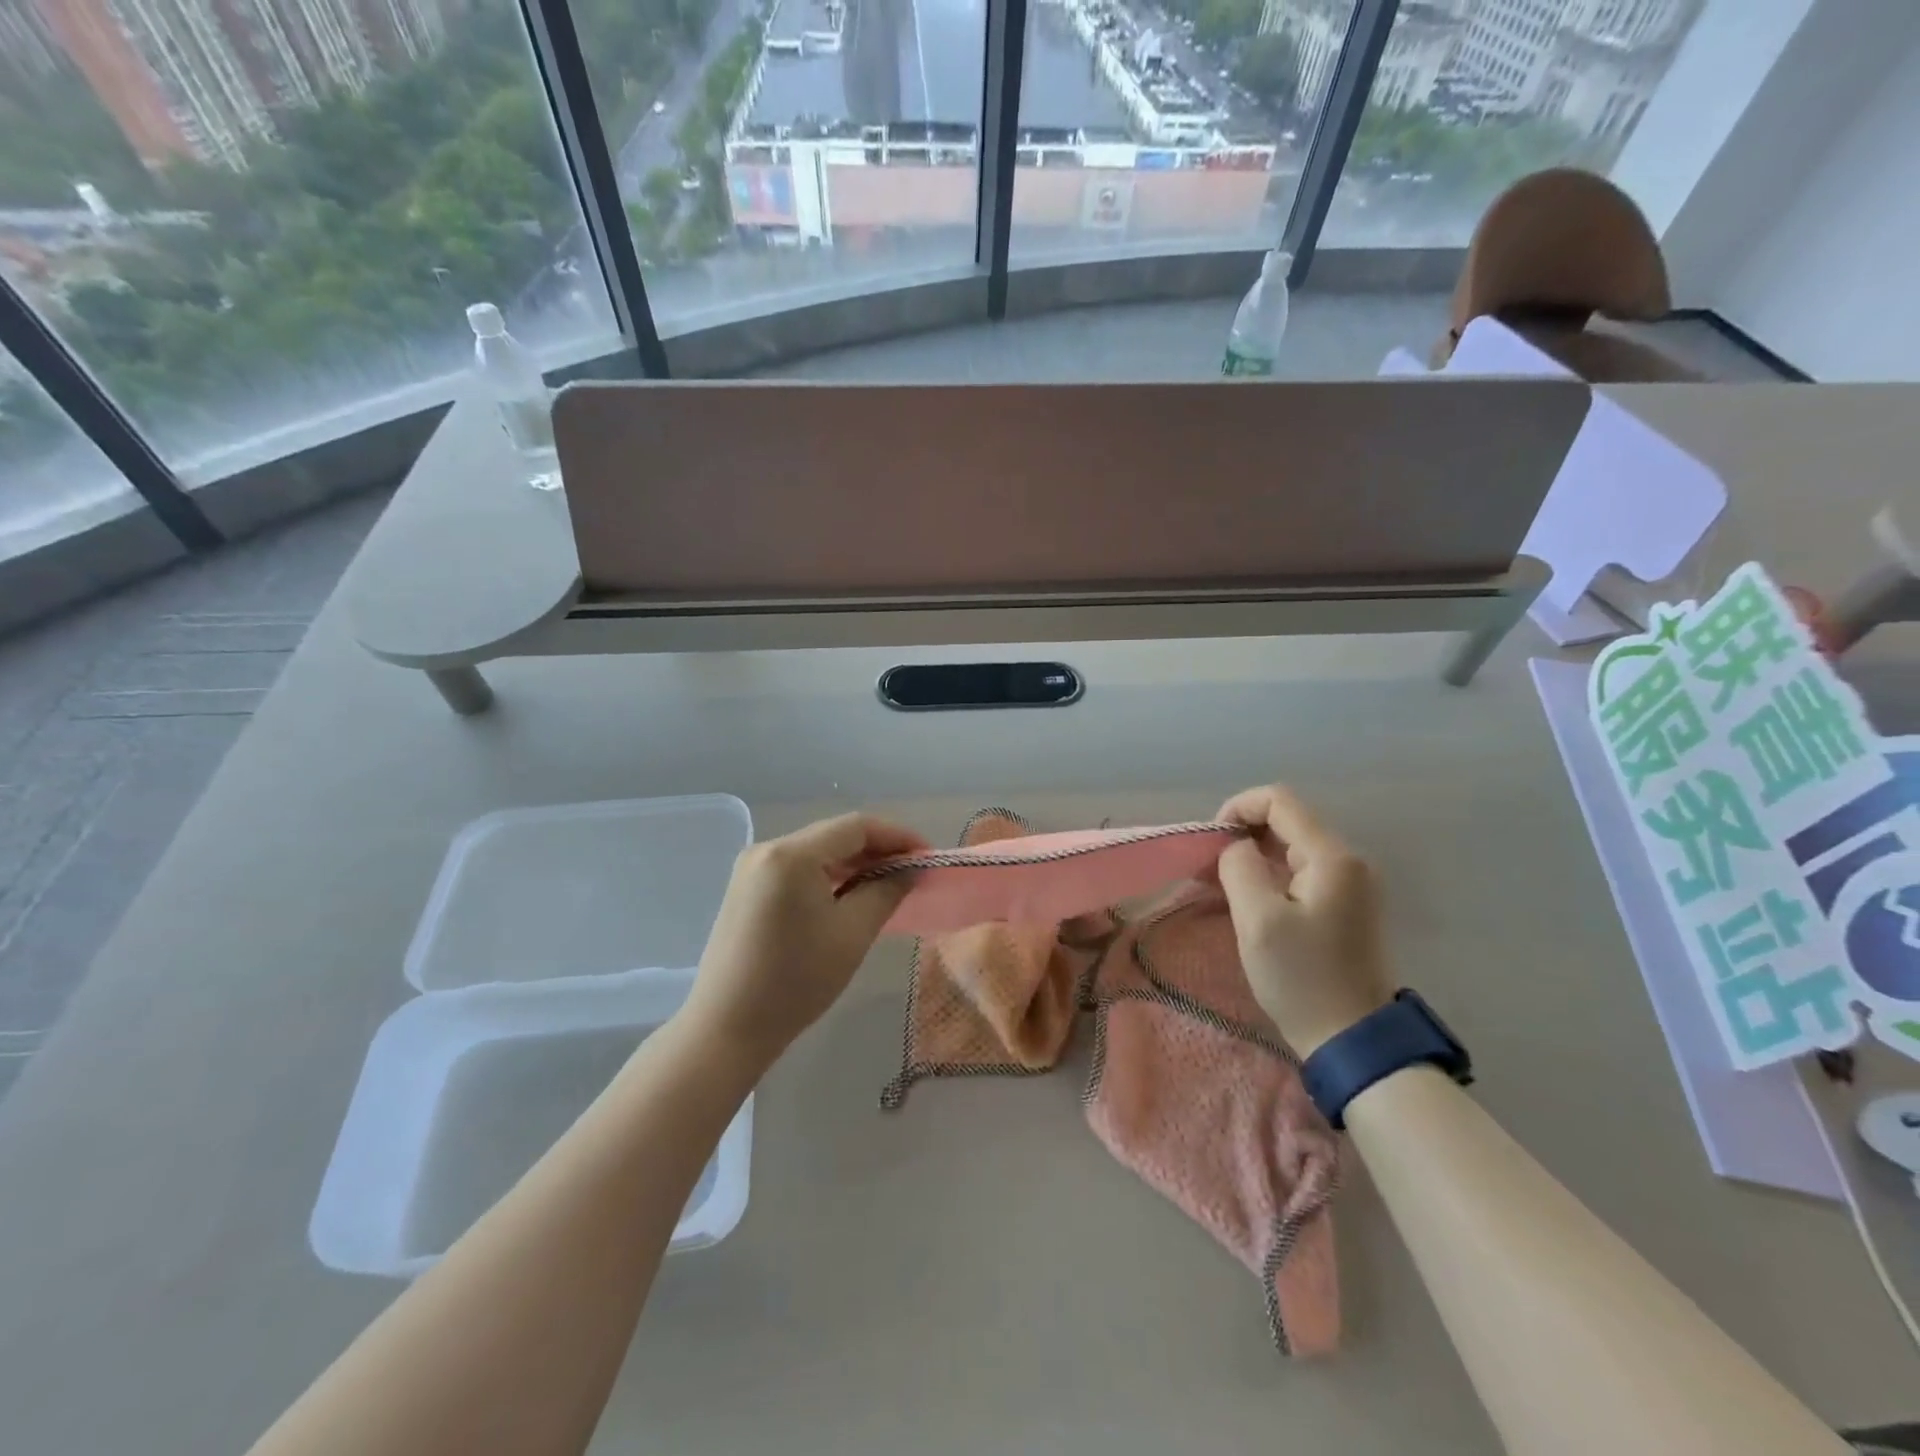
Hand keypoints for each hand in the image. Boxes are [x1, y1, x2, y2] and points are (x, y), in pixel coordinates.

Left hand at [683, 813, 928, 1064]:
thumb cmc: (796, 981)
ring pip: (817, 851)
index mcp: (791, 854)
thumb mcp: (852, 933)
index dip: (898, 836)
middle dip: (877, 850)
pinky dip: (828, 875)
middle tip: (912, 873)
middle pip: (834, 835)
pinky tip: (850, 895)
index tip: (927, 857)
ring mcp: (752, 868)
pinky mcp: (747, 888)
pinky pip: (798, 868)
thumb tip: (911, 869)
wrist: (727, 1028)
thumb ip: (887, 890)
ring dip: (854, 863)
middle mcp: (767, 849)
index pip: (856, 827)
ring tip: (888, 884)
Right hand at [1214, 784, 1392, 1057]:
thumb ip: (1240, 866)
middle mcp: (1347, 860)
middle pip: (1286, 819)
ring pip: (1291, 845)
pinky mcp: (1344, 905)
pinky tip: (1246, 898)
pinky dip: (1268, 874)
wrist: (1353, 1040)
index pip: (1279, 800)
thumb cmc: (1302, 977)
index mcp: (1331, 856)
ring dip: (1252, 855)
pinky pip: (1300, 870)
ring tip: (1219, 883)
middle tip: (1208, 867)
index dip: (1237, 808)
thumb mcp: (1258, 920)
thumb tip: (1236, 847)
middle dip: (1242, 833)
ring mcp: (1350, 883)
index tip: (1211, 842)